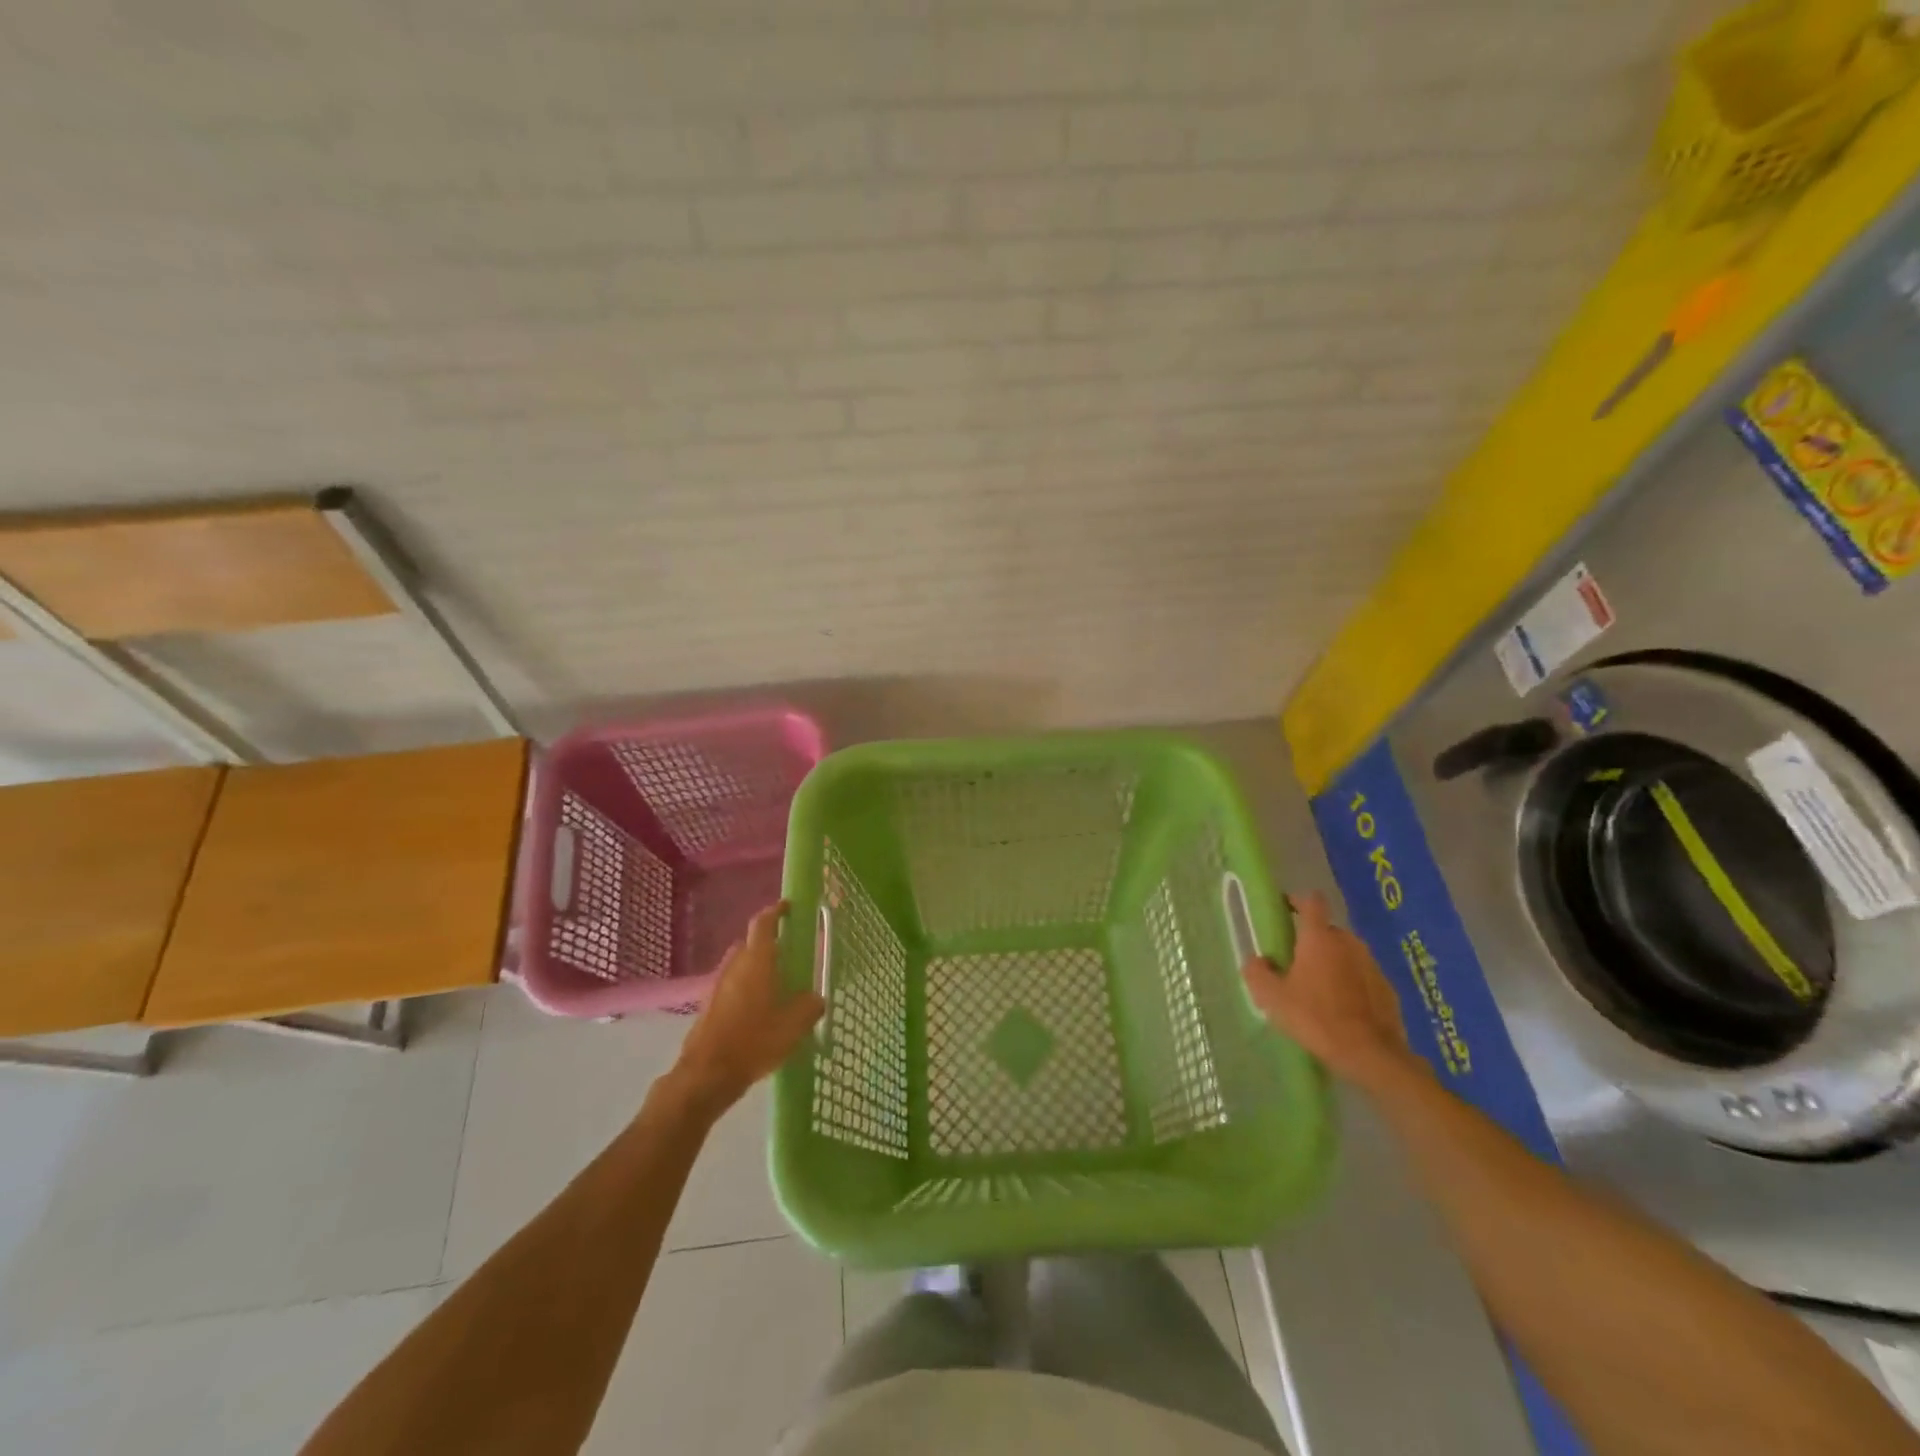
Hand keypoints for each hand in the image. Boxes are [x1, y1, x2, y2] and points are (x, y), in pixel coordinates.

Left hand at [670, 901, 825, 1115]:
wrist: (707, 1074)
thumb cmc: (754, 1041)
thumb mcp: (794, 1025)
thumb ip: (810, 1006)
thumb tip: (816, 998)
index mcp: (757, 960)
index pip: (764, 923)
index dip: (776, 911)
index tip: (789, 907)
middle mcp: (735, 965)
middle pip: (753, 944)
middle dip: (771, 945)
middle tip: (792, 955)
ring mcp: (718, 985)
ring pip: (742, 966)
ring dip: (759, 969)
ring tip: (780, 987)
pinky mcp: (709, 1006)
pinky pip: (733, 986)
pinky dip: (748, 989)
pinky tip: (761, 1012)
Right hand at [1242, 890, 1418, 1089]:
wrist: (1371, 1054)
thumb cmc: (1316, 1018)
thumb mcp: (1273, 998)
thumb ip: (1257, 972)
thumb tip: (1256, 959)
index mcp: (1319, 938)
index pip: (1311, 901)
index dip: (1298, 900)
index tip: (1285, 909)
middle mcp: (1348, 943)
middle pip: (1328, 930)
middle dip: (1313, 939)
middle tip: (1297, 961)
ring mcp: (1372, 964)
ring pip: (1347, 953)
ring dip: (1333, 962)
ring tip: (1320, 987)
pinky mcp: (1388, 988)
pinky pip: (1363, 976)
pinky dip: (1352, 983)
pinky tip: (1343, 1007)